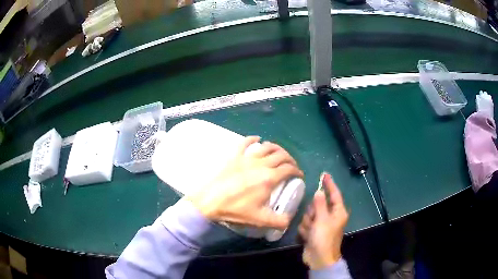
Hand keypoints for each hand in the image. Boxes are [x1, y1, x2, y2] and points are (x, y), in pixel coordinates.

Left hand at [186, 136, 303, 229]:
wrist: (210, 201)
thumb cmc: (235, 210)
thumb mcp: (260, 219)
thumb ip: (279, 221)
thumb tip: (289, 220)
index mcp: (269, 178)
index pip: (289, 169)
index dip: (297, 170)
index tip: (299, 175)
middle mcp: (261, 164)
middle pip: (281, 155)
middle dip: (290, 159)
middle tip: (291, 165)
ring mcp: (247, 158)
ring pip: (267, 147)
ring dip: (276, 148)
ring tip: (278, 153)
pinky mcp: (234, 156)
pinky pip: (245, 143)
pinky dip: (253, 139)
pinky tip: (257, 139)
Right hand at [298, 172, 348, 269]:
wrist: (319, 258)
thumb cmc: (324, 238)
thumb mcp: (322, 220)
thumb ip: (319, 204)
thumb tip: (319, 191)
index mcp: (338, 212)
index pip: (334, 194)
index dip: (330, 184)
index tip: (324, 174)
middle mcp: (330, 216)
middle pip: (318, 205)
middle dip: (313, 212)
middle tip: (313, 220)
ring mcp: (321, 224)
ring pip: (309, 214)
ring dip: (308, 223)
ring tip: (310, 231)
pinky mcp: (313, 231)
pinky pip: (306, 224)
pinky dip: (305, 230)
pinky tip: (307, 236)